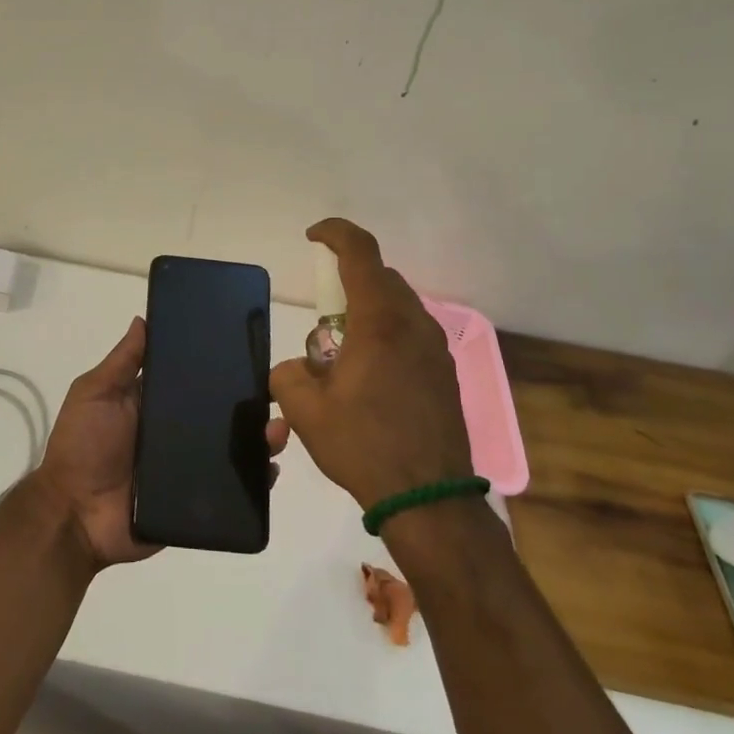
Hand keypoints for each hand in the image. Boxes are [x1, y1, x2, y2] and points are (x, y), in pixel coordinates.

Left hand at [31, 316, 289, 569]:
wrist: (74, 515)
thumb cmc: (82, 446)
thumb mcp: (95, 394)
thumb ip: (122, 362)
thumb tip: (143, 319)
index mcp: (154, 404)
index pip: (193, 380)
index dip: (218, 366)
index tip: (248, 349)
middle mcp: (176, 432)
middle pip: (220, 413)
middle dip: (249, 403)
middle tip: (275, 393)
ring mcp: (188, 466)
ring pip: (233, 448)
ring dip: (259, 438)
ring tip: (278, 430)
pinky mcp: (196, 500)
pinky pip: (232, 488)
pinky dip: (254, 479)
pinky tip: (270, 468)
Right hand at [270, 219, 471, 511]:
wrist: (430, 499)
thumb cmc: (364, 446)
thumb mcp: (306, 411)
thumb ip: (288, 375)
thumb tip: (298, 369)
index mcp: (380, 322)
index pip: (361, 252)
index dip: (335, 233)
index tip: (312, 237)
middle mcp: (414, 324)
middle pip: (380, 278)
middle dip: (347, 283)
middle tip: (322, 321)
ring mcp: (436, 348)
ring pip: (398, 306)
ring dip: (367, 313)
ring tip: (344, 356)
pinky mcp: (445, 372)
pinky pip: (411, 333)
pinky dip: (386, 336)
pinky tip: (371, 378)